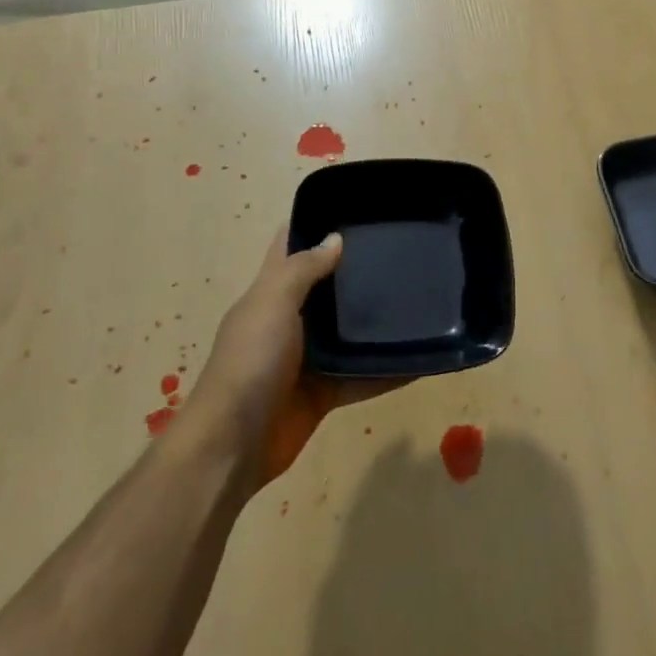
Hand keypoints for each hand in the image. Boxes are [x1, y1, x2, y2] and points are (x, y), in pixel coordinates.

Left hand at [179, 227, 399, 486]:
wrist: (232, 446)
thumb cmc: (249, 363)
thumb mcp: (272, 303)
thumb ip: (303, 270)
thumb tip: (336, 238)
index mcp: (270, 293)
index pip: (290, 247)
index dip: (315, 224)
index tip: (357, 209)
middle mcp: (290, 321)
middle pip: (328, 289)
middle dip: (358, 271)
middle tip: (404, 250)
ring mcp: (308, 360)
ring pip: (349, 333)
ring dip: (378, 322)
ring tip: (422, 299)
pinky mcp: (324, 393)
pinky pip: (363, 376)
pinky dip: (389, 371)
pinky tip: (422, 359)